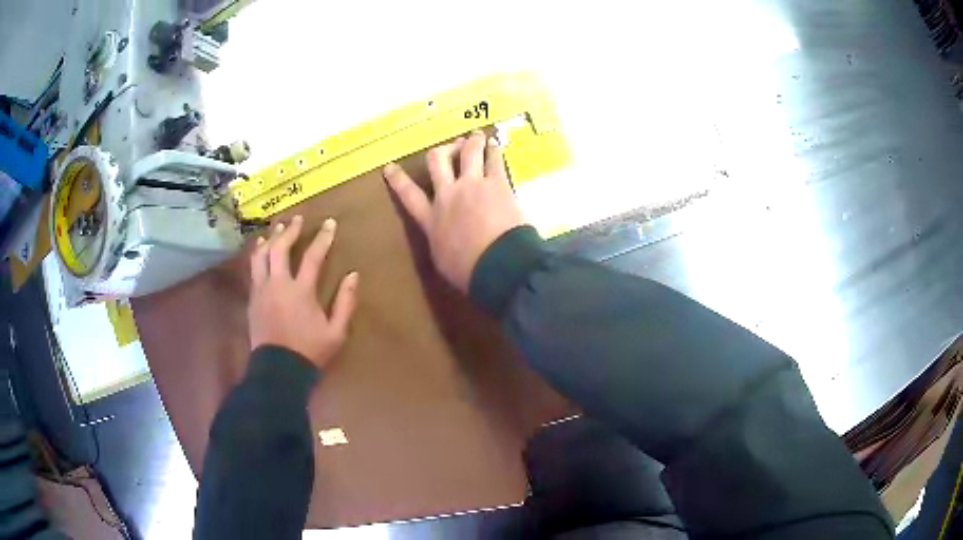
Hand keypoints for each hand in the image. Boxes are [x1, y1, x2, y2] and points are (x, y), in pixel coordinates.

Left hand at [248, 215, 358, 368]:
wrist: (278, 371)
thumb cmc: (310, 352)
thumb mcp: (336, 332)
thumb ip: (346, 302)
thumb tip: (353, 275)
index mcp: (301, 291)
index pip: (313, 256)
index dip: (323, 238)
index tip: (330, 223)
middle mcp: (278, 284)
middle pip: (280, 248)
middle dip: (290, 231)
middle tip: (298, 220)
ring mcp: (262, 291)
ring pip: (261, 256)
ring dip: (270, 239)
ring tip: (277, 230)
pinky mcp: (252, 299)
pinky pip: (253, 270)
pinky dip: (258, 256)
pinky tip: (260, 251)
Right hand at [383, 131, 528, 291]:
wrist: (499, 265)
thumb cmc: (469, 272)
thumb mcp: (442, 260)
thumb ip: (440, 240)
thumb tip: (442, 236)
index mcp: (431, 218)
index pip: (408, 195)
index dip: (398, 179)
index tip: (390, 167)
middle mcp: (448, 195)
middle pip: (437, 161)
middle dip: (442, 151)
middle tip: (451, 148)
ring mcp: (472, 185)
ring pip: (467, 152)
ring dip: (471, 142)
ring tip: (476, 136)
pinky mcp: (497, 183)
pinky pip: (494, 160)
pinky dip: (494, 150)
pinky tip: (495, 145)